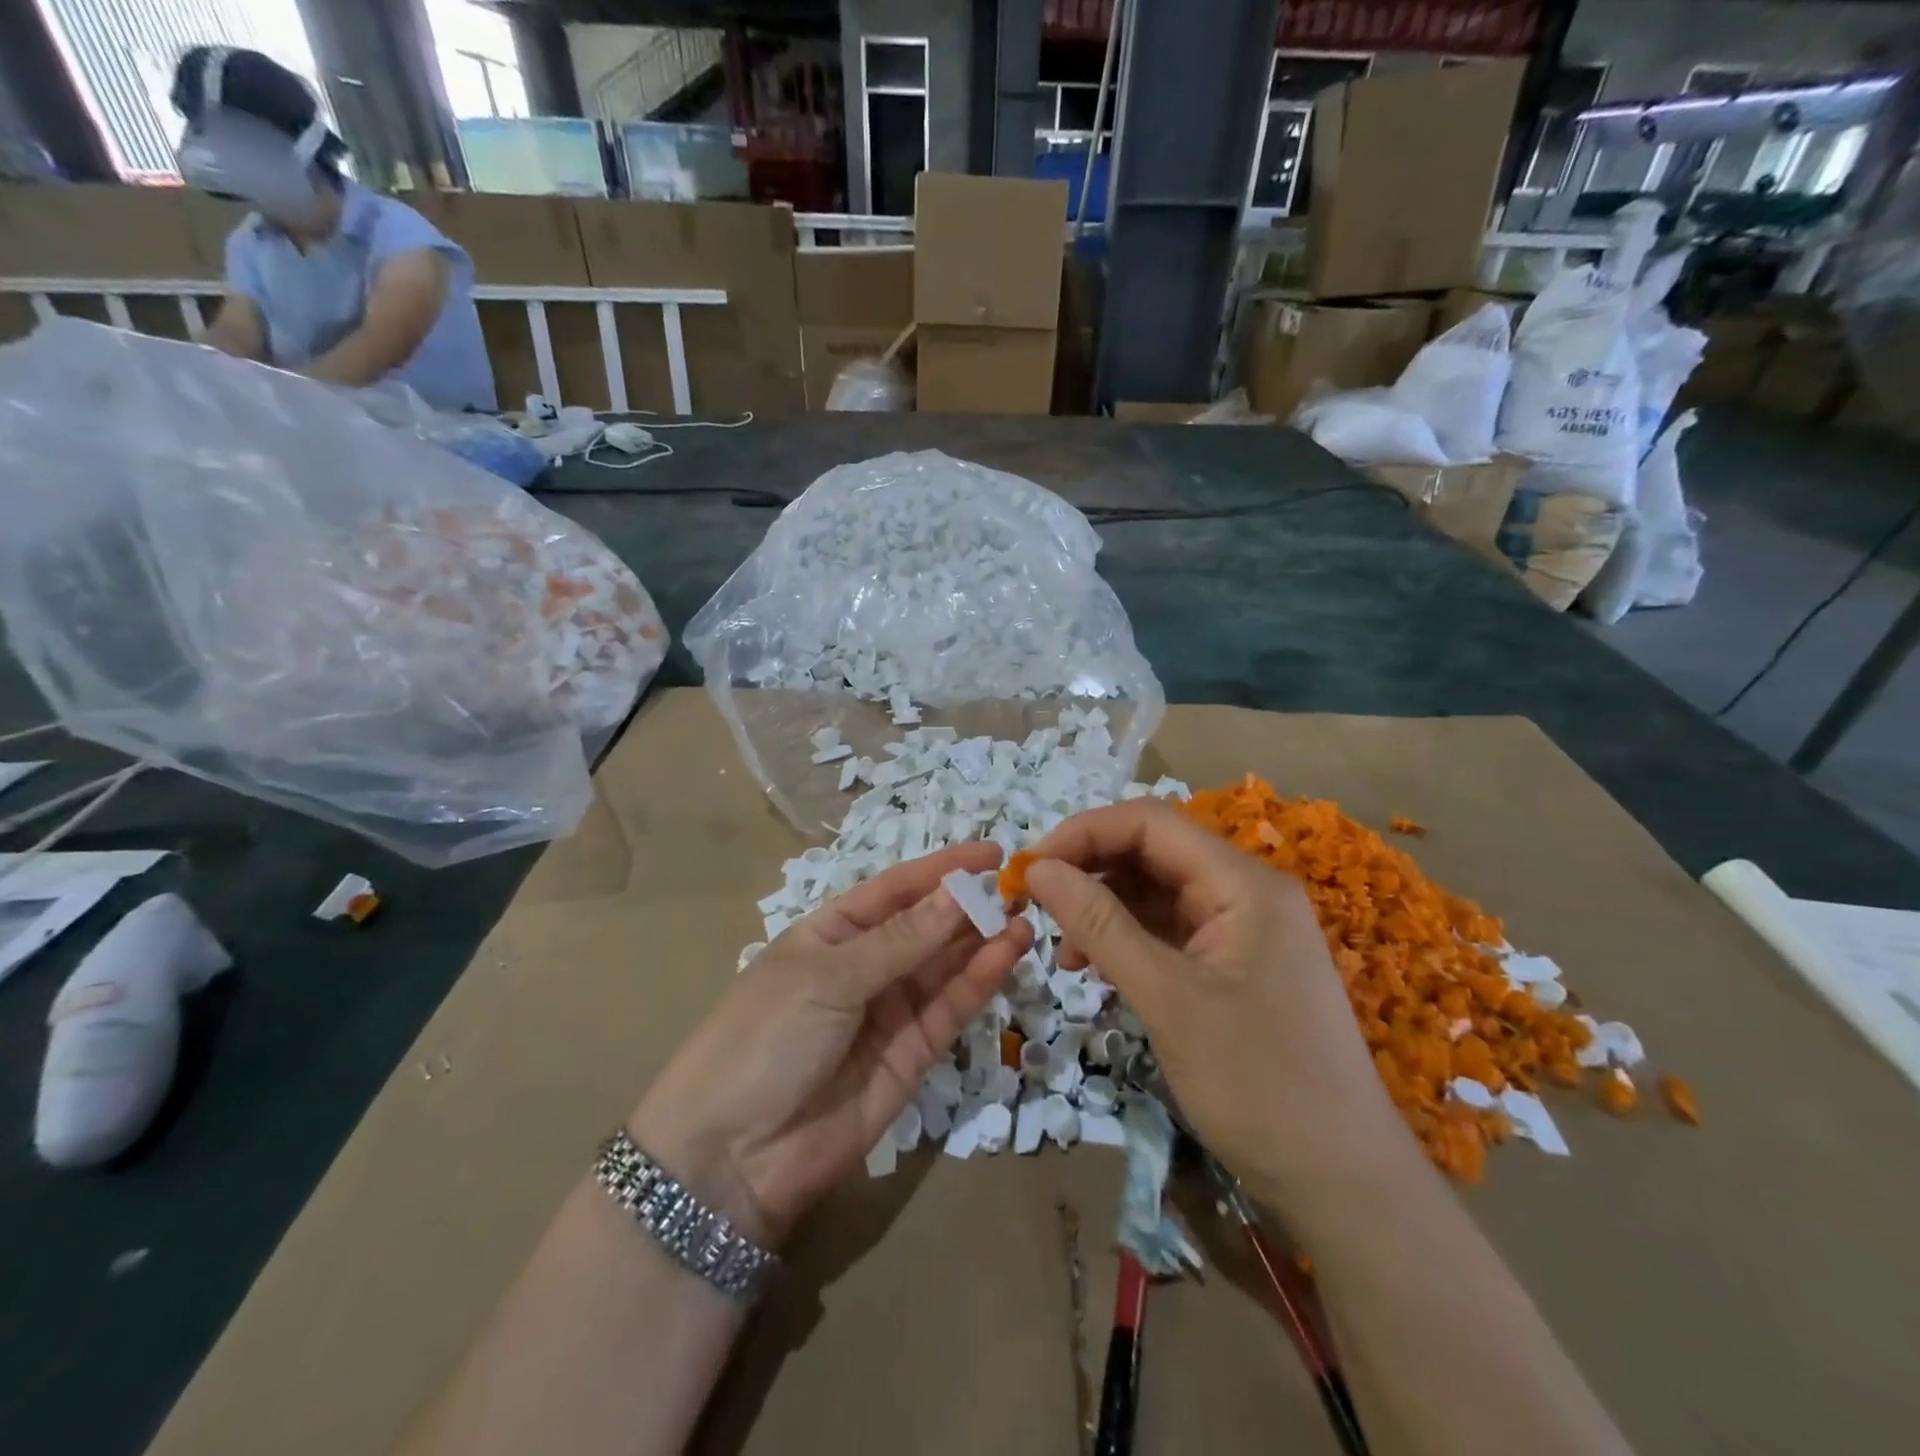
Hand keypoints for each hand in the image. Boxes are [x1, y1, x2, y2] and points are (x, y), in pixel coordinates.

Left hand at [630, 844, 1032, 1249]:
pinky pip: (949, 1009)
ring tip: (1024, 918)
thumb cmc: (765, 1039)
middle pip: (925, 926)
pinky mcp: (912, 1056)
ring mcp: (889, 1011)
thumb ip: (901, 940)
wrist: (732, 1158)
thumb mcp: (828, 977)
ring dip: (982, 941)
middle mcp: (864, 966)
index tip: (992, 853)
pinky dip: (979, 982)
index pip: (895, 890)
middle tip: (1020, 888)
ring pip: (944, 966)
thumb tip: (959, 892)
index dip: (942, 869)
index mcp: (830, 933)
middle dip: (969, 906)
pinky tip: (1008, 954)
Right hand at [1025, 800, 1401, 1201]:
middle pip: (1153, 852)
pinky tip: (1098, 969)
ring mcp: (1242, 929)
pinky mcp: (1234, 965)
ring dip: (1105, 909)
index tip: (1031, 869)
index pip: (1150, 823)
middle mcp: (1245, 892)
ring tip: (1066, 953)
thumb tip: (1038, 868)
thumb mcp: (1167, 998)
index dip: (1085, 833)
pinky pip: (1170, 931)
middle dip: (1091, 871)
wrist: (1342, 1182)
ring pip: (1157, 892)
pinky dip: (1128, 941)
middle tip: (1037, 907)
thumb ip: (1101, 925)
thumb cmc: (1257, 1084)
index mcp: (1243, 883)